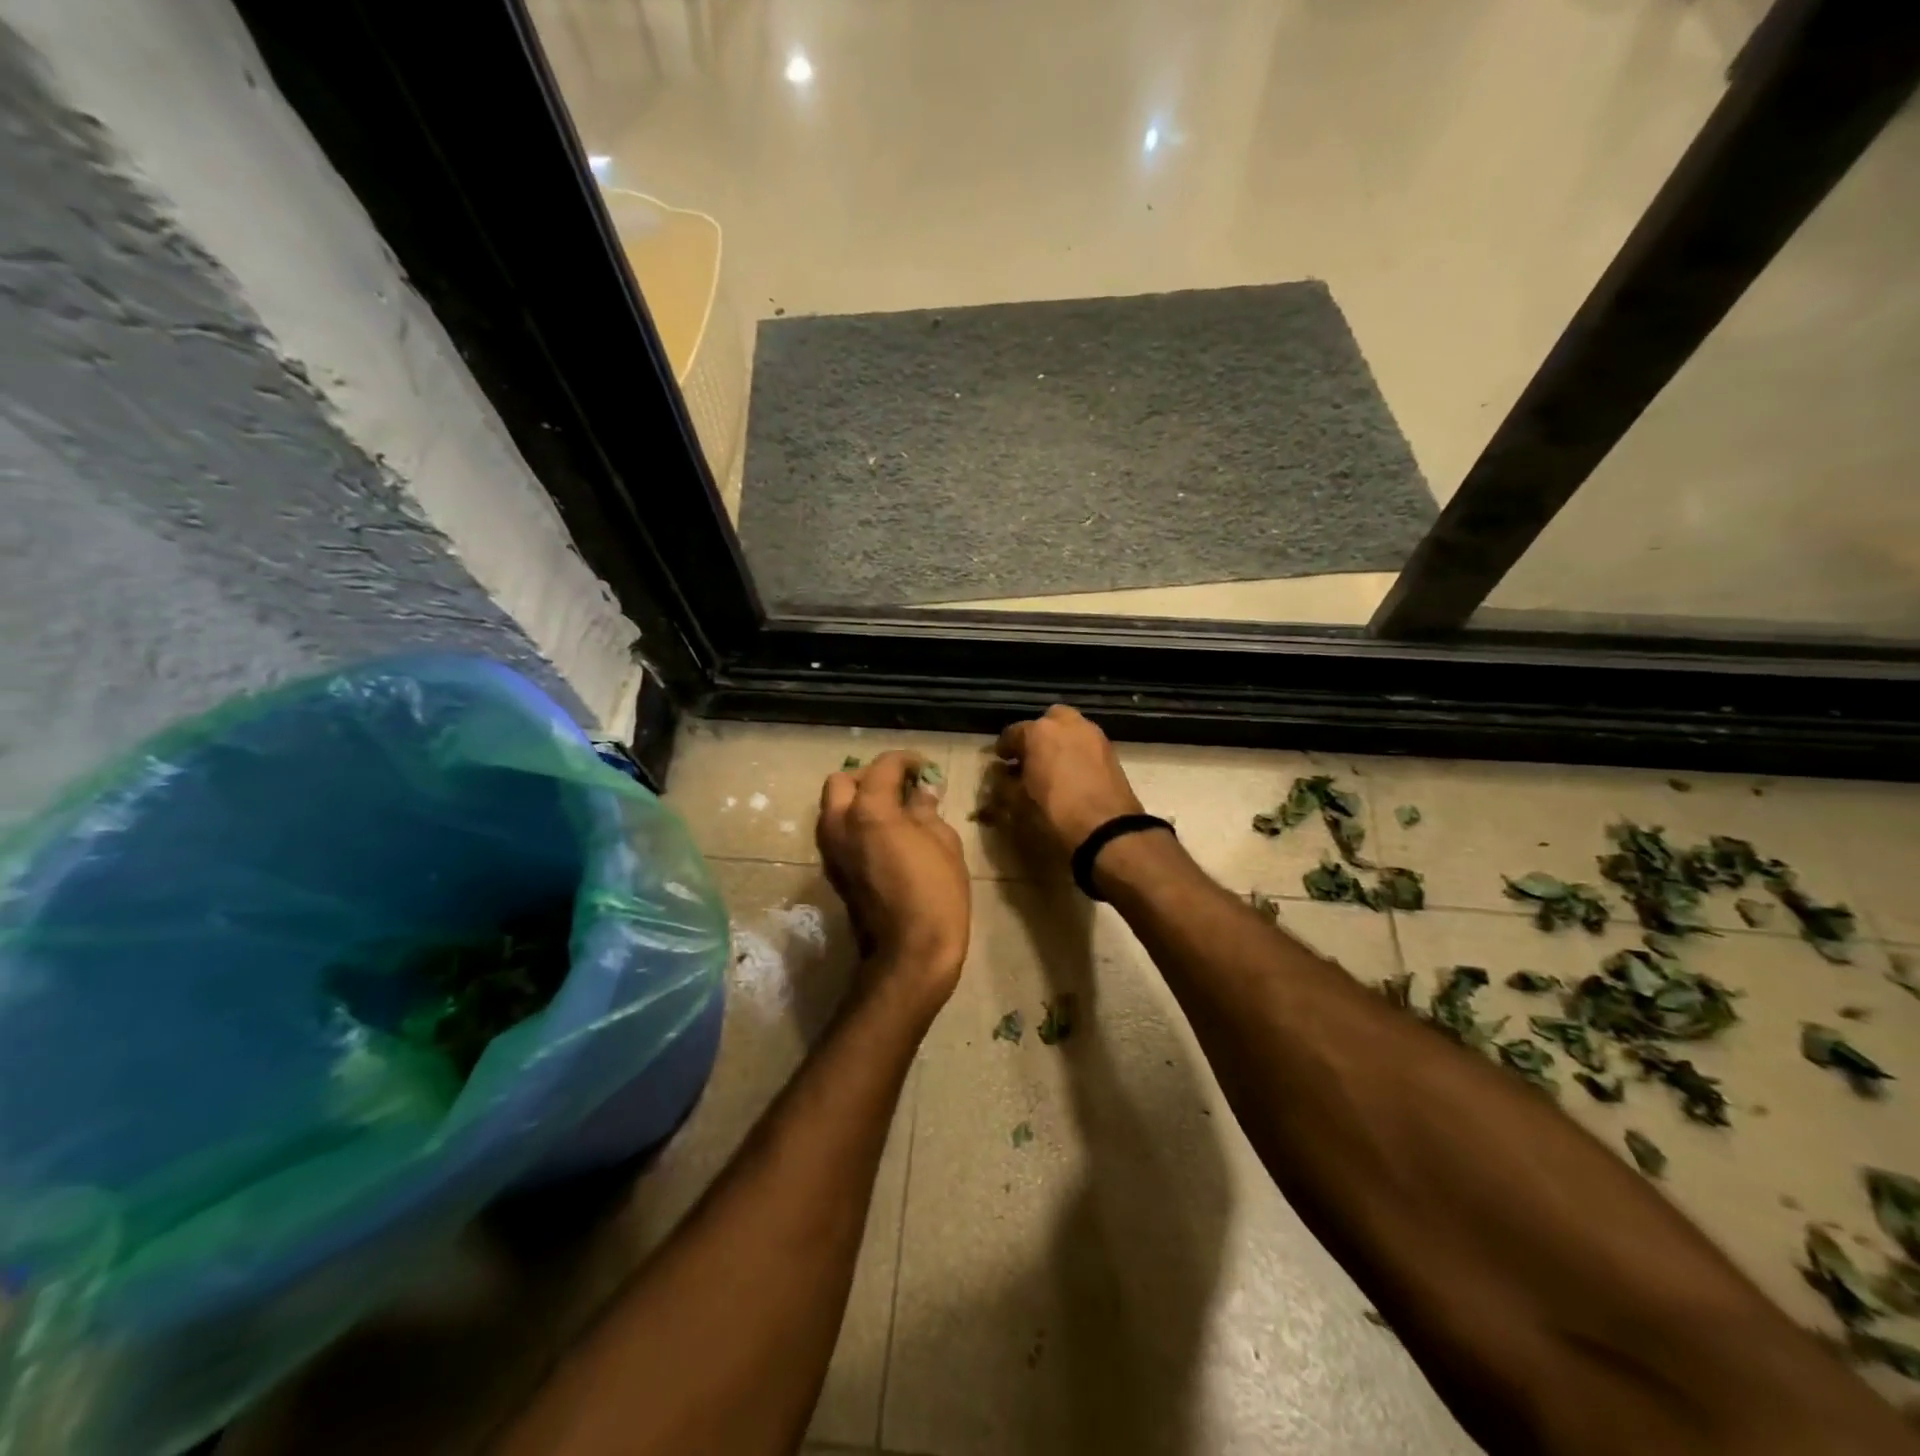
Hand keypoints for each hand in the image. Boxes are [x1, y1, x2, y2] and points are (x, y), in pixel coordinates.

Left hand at [817, 751, 969, 1009]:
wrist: (908, 954)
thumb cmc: (935, 894)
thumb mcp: (944, 843)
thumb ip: (926, 811)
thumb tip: (919, 794)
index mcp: (868, 810)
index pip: (882, 767)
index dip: (906, 761)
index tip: (924, 768)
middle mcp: (839, 824)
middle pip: (842, 781)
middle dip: (870, 777)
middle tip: (899, 787)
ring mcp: (830, 850)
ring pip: (832, 807)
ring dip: (857, 800)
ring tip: (892, 811)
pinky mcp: (832, 871)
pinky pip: (836, 831)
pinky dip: (854, 823)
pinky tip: (883, 835)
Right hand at [993, 705, 1145, 863]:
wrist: (1107, 829)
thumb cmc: (1054, 812)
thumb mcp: (1017, 802)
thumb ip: (1002, 783)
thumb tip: (999, 773)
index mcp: (1038, 731)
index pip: (1012, 733)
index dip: (1004, 748)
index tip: (1001, 761)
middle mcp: (1067, 724)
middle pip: (1046, 722)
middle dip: (1037, 736)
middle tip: (1031, 758)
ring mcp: (1093, 734)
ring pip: (1070, 729)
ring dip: (1059, 742)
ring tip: (1053, 767)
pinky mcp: (1111, 750)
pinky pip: (1086, 744)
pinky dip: (1077, 752)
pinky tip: (1074, 774)